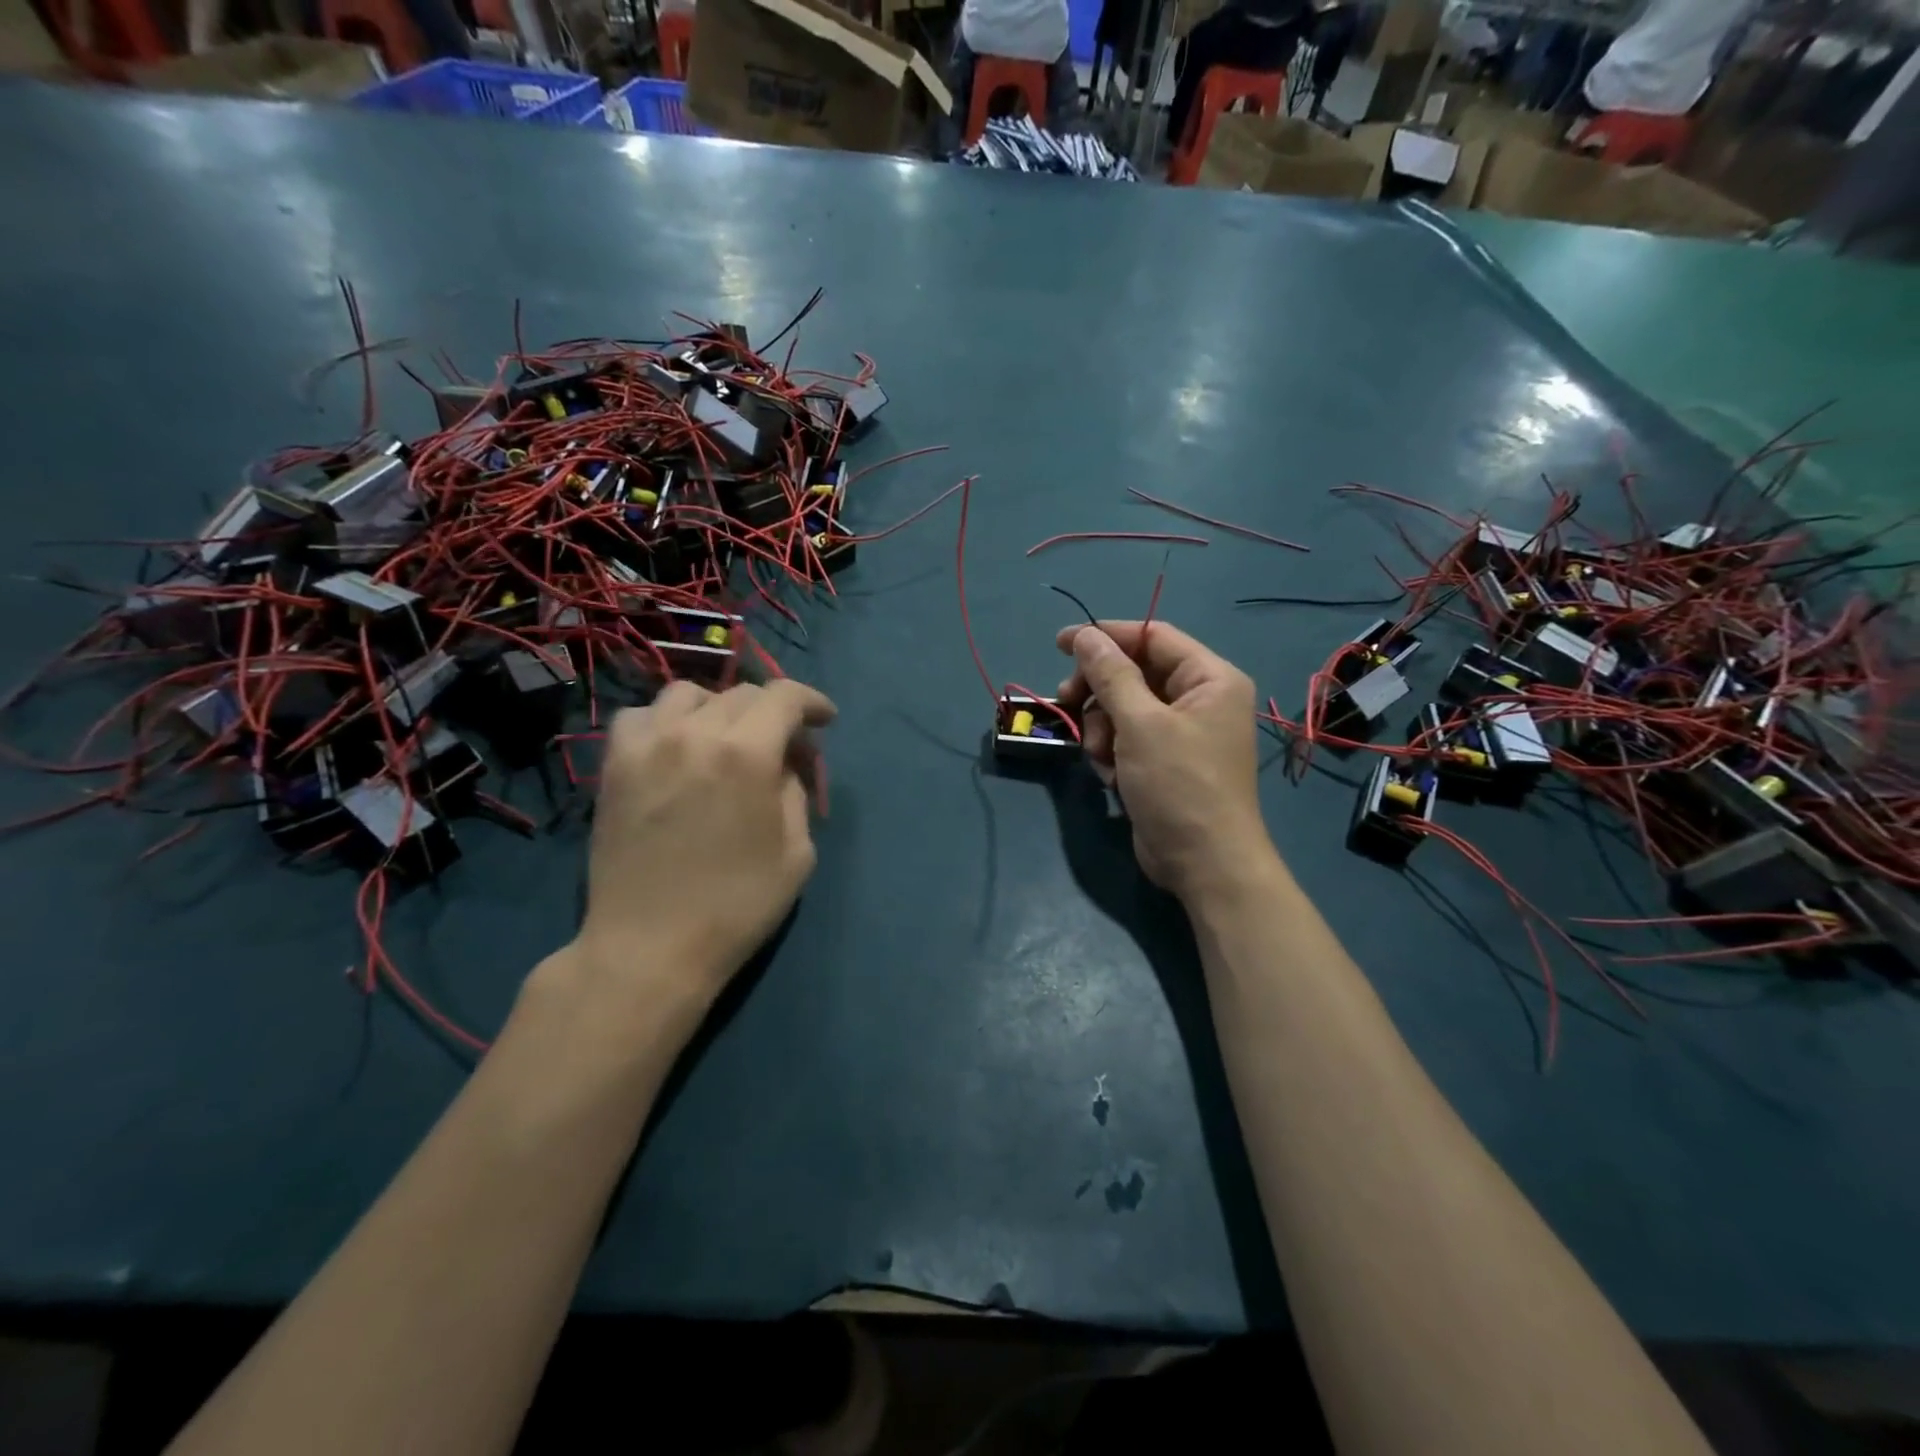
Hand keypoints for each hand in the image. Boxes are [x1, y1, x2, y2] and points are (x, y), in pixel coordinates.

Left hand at [571, 678, 836, 1012]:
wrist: (650, 947)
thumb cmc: (736, 906)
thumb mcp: (797, 853)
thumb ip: (795, 792)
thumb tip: (783, 763)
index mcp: (747, 754)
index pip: (785, 696)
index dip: (812, 701)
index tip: (824, 721)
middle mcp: (694, 733)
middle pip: (742, 693)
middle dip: (773, 713)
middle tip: (783, 749)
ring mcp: (646, 746)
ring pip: (688, 694)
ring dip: (719, 709)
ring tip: (726, 740)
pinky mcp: (614, 765)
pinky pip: (640, 716)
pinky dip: (666, 721)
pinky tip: (676, 748)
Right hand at [1056, 621, 1270, 900]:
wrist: (1204, 864)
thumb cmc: (1178, 785)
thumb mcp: (1140, 724)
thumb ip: (1110, 674)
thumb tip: (1085, 635)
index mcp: (1210, 678)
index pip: (1152, 637)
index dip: (1105, 636)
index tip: (1061, 644)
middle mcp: (1200, 699)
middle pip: (1135, 673)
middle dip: (1099, 692)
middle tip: (1066, 701)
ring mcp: (1182, 733)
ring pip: (1124, 708)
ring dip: (1102, 728)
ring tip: (1101, 756)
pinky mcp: (1165, 762)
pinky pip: (1128, 739)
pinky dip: (1113, 752)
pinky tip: (1112, 776)